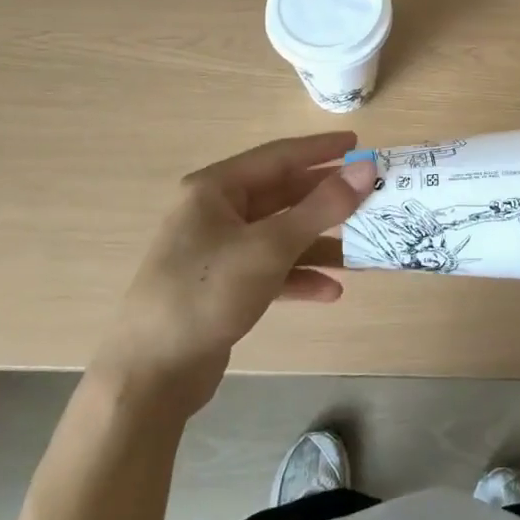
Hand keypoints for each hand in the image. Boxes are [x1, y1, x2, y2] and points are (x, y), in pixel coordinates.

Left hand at [94, 132, 373, 419]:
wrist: (150, 376)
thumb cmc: (207, 293)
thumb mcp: (269, 246)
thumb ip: (322, 206)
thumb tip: (367, 167)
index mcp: (215, 189)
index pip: (278, 156)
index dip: (320, 149)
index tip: (359, 142)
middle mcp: (215, 213)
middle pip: (281, 195)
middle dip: (325, 199)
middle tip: (370, 195)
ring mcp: (218, 251)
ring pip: (280, 235)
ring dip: (319, 242)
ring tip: (361, 247)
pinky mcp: (224, 287)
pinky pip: (271, 270)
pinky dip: (299, 276)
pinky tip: (331, 291)